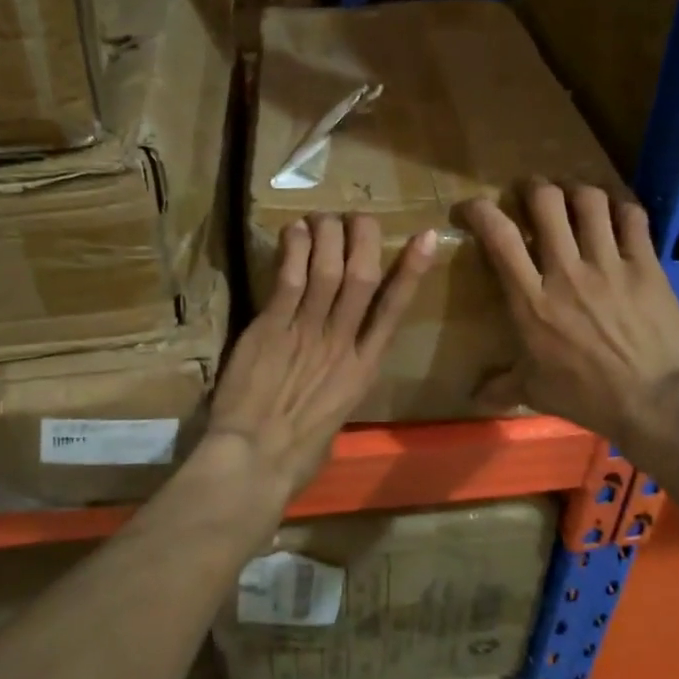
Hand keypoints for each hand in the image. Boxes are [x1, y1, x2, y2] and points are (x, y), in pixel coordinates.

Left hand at [206, 214, 437, 500]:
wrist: (255, 461)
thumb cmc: (297, 453)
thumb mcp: (334, 421)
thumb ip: (339, 389)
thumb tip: (335, 378)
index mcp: (364, 369)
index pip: (394, 309)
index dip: (411, 270)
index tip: (423, 237)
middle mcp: (342, 343)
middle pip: (362, 277)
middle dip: (364, 239)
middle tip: (358, 217)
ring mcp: (307, 333)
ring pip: (328, 270)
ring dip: (328, 236)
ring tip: (324, 217)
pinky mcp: (272, 328)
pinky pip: (289, 280)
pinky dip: (295, 251)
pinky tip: (294, 231)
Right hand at [463, 183, 678, 448]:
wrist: (656, 402)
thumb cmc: (588, 397)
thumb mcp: (535, 392)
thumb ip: (502, 386)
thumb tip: (473, 396)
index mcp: (531, 300)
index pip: (500, 237)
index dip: (480, 211)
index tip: (471, 207)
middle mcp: (567, 272)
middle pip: (546, 202)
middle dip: (533, 187)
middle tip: (531, 192)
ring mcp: (609, 265)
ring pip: (589, 201)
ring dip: (576, 190)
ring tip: (572, 195)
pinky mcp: (646, 266)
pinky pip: (632, 218)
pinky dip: (620, 206)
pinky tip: (615, 211)